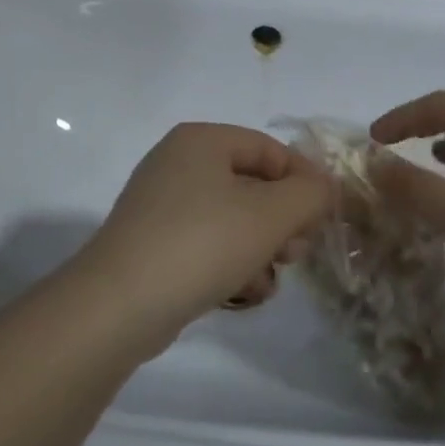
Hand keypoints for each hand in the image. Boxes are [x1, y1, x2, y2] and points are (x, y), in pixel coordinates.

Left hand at [74, 123, 331, 349]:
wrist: (119, 305)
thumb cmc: (202, 243)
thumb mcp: (270, 215)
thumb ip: (309, 194)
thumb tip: (324, 186)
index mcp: (202, 140)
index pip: (269, 149)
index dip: (304, 179)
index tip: (326, 216)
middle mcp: (178, 162)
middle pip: (250, 183)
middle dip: (282, 219)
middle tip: (298, 252)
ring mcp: (160, 204)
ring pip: (231, 217)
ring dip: (260, 246)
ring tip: (272, 277)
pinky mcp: (152, 242)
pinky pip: (206, 242)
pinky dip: (230, 262)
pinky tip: (244, 293)